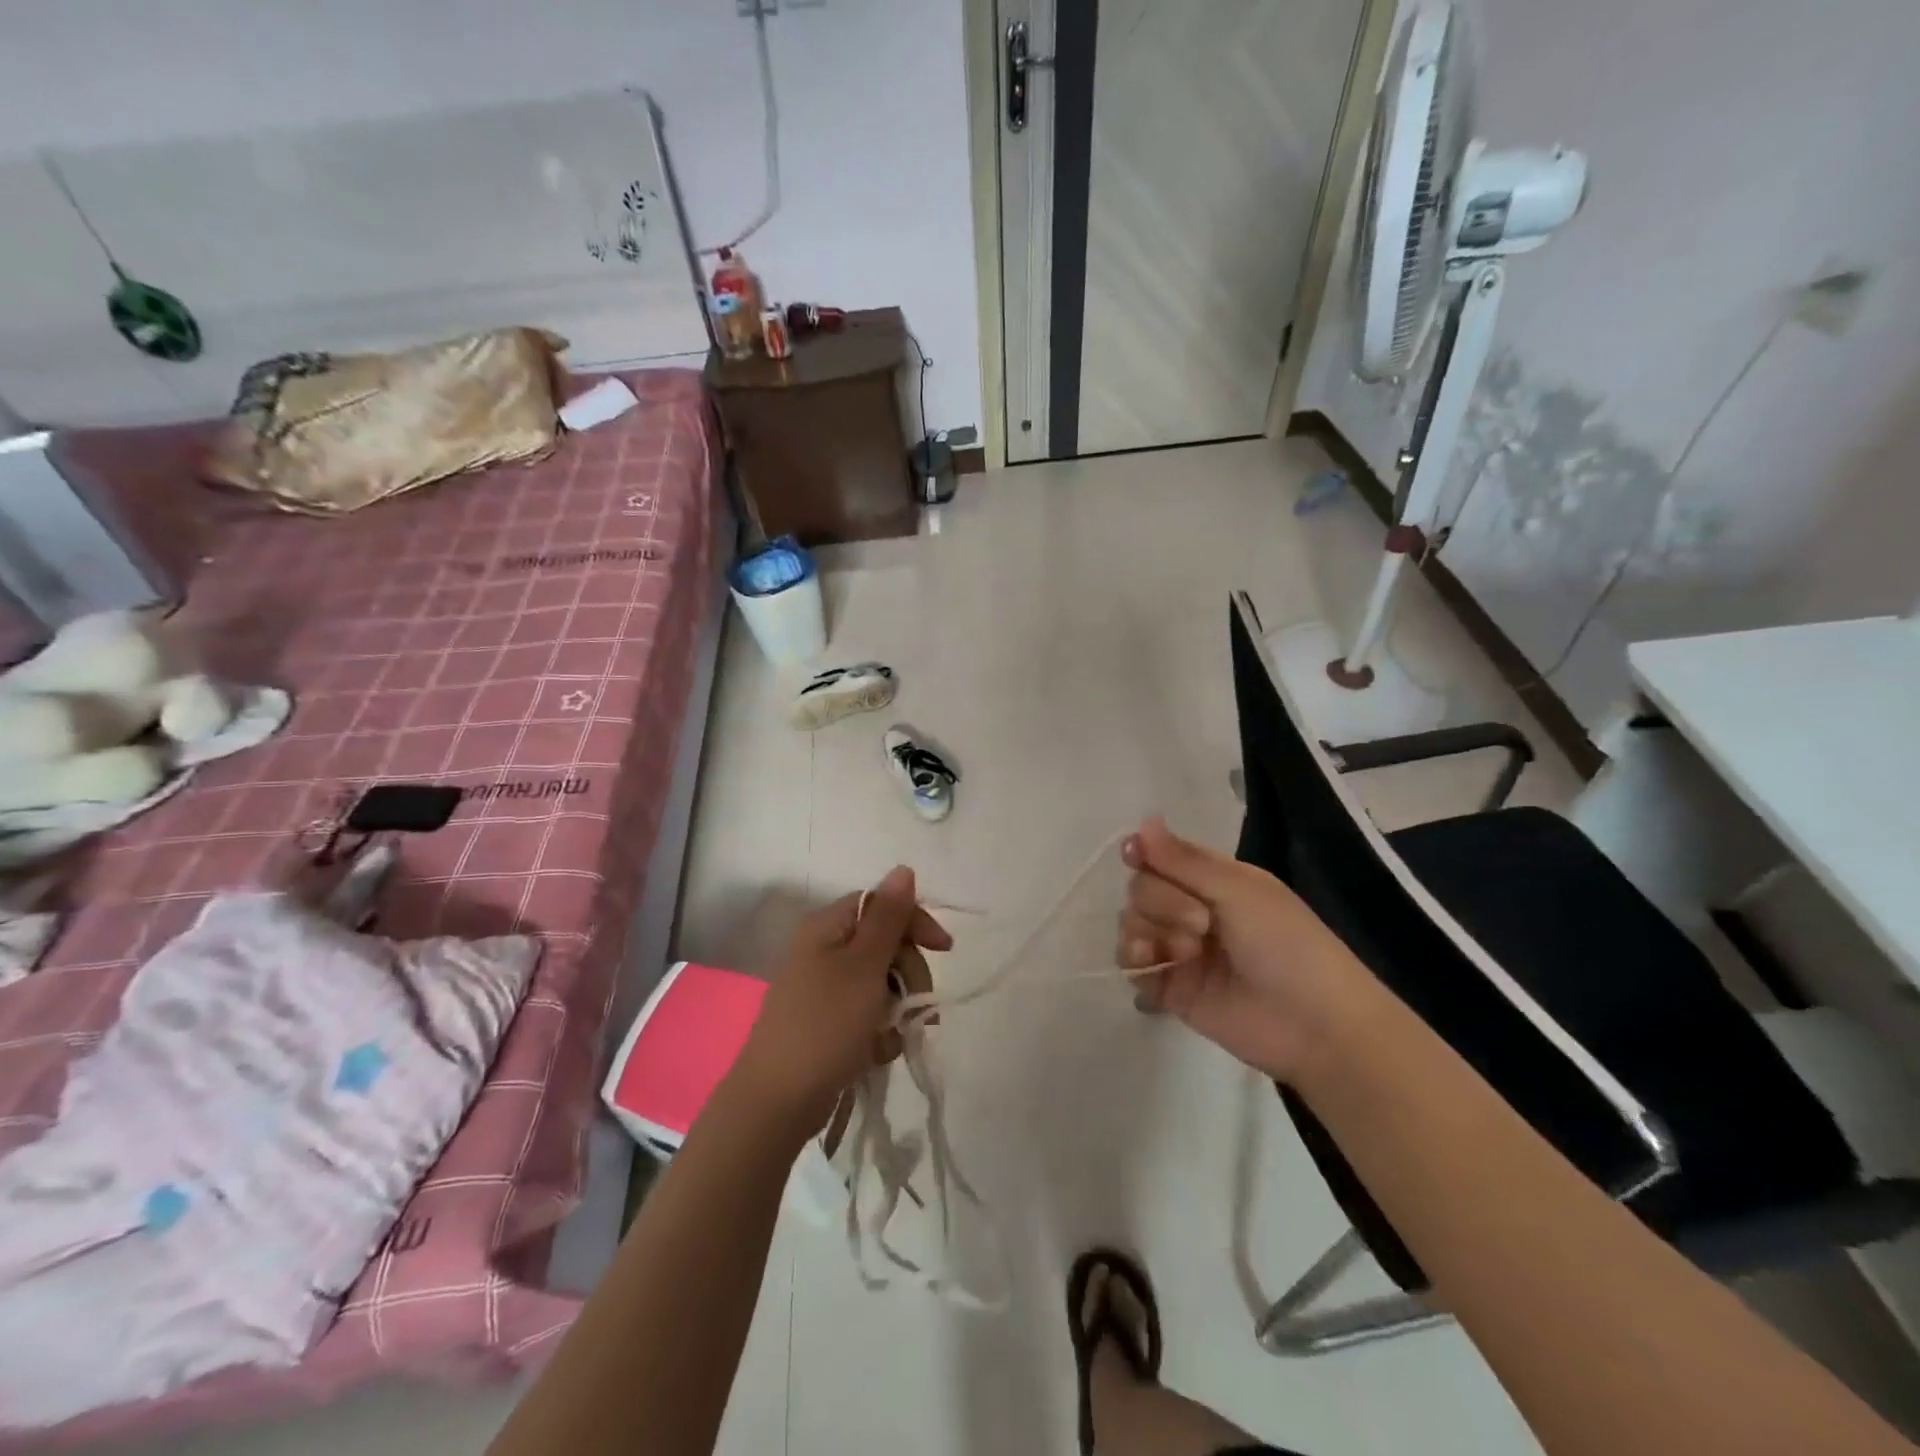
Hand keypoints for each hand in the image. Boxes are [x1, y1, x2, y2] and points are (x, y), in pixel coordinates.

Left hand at [731, 866, 952, 1143]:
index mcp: (827, 928)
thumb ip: (888, 917)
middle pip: (884, 945)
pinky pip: (866, 1015)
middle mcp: (823, 952)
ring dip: (897, 1008)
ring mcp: (822, 990)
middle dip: (908, 975)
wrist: (776, 1103)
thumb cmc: (824, 1026)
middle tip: (918, 1006)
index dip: (915, 923)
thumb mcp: (864, 967)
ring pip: (880, 984)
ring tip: (893, 1037)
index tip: (945, 950)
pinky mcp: (825, 1025)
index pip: (881, 905)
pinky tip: (876, 1053)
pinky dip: (878, 1032)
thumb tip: (903, 868)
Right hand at [1117, 818, 1374, 1079]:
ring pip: (1132, 923)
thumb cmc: (1286, 944)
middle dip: (1160, 901)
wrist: (1313, 1025)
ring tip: (1184, 954)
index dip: (1144, 853)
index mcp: (1214, 881)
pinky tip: (1152, 963)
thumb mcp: (1238, 890)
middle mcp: (1191, 910)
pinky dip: (1134, 960)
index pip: (1162, 857)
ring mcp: (1179, 950)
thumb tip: (1143, 821)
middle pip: (1142, 889)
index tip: (1132, 854)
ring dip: (1148, 930)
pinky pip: (1131, 965)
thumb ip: (1183, 860)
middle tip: (1201, 924)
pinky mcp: (1170, 988)